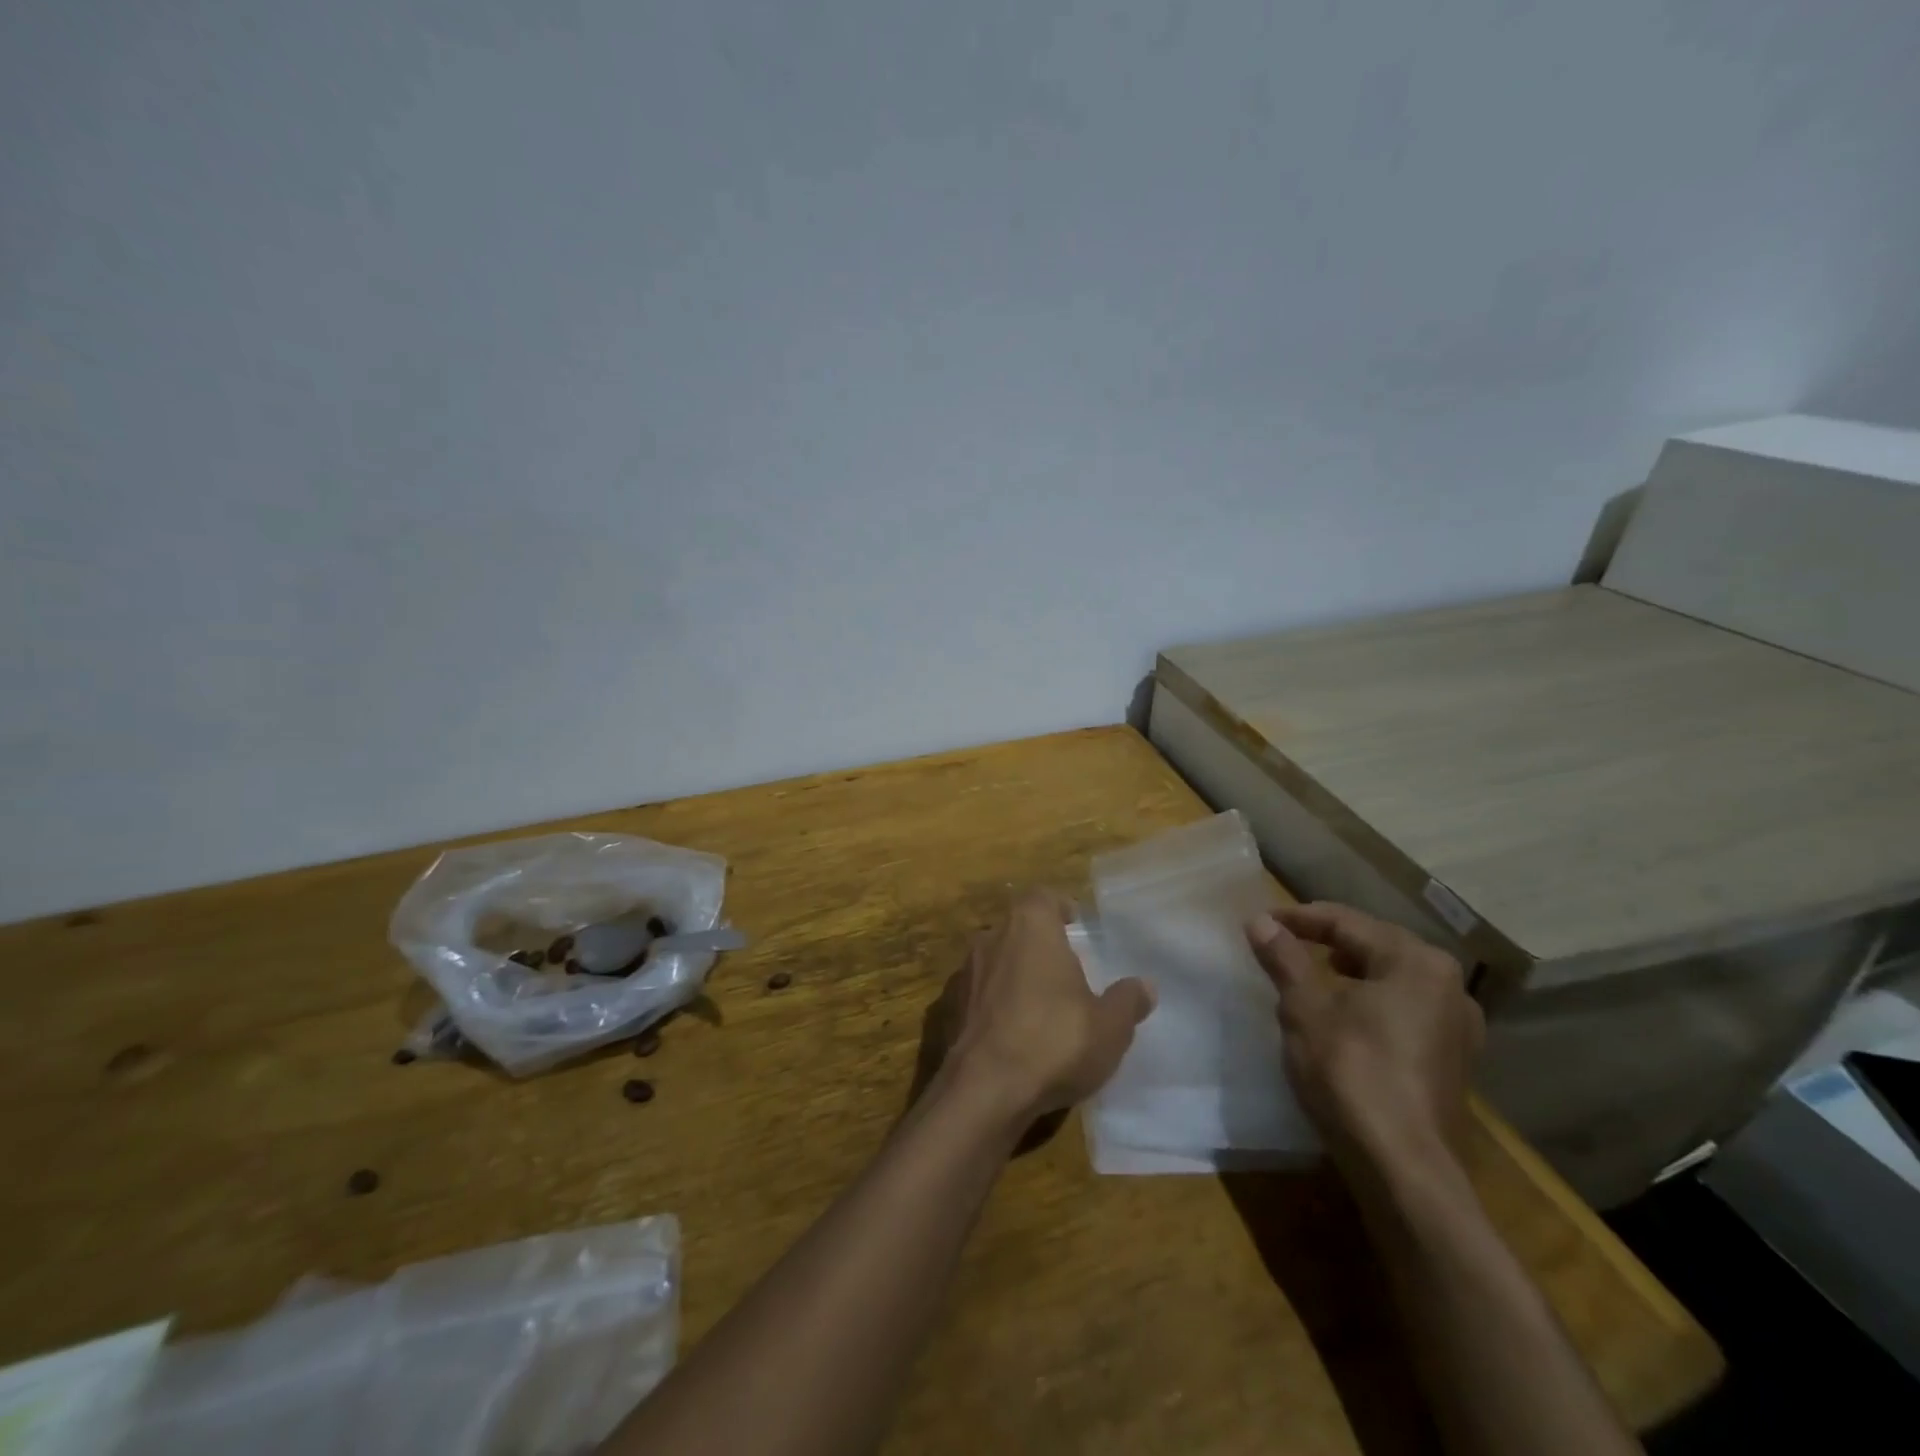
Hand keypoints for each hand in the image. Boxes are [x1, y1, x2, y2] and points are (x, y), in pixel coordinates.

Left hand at [935, 890, 1155, 1123]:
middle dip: (1038, 943)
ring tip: (1038, 1003)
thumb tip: (1145, 986)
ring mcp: (964, 973)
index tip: (1073, 922)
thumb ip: (1127, 1001)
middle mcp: (991, 938)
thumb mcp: (1109, 1027)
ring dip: (1013, 973)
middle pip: (1016, 927)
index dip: (1058, 906)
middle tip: (1062, 969)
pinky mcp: (947, 1007)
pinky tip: (1009, 1032)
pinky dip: (992, 1004)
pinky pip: (976, 994)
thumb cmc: (1053, 1042)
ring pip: (994, 960)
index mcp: (1030, 927)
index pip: (1042, 897)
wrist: (983, 1090)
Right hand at [1246, 903, 1482, 1177]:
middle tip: (1284, 942)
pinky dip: (1371, 1001)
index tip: (1260, 922)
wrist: (1402, 1167)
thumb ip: (1284, 958)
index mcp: (1416, 961)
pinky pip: (1405, 1010)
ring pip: (1393, 978)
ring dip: (1350, 971)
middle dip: (1327, 941)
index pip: (1347, 922)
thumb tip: (1260, 922)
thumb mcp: (1304, 1008)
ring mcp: (1458, 1026)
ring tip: (1312, 976)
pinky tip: (1346, 1017)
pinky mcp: (1453, 1060)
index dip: (1299, 918)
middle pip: (1376, 945)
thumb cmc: (1350, 1071)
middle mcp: (1449, 985)